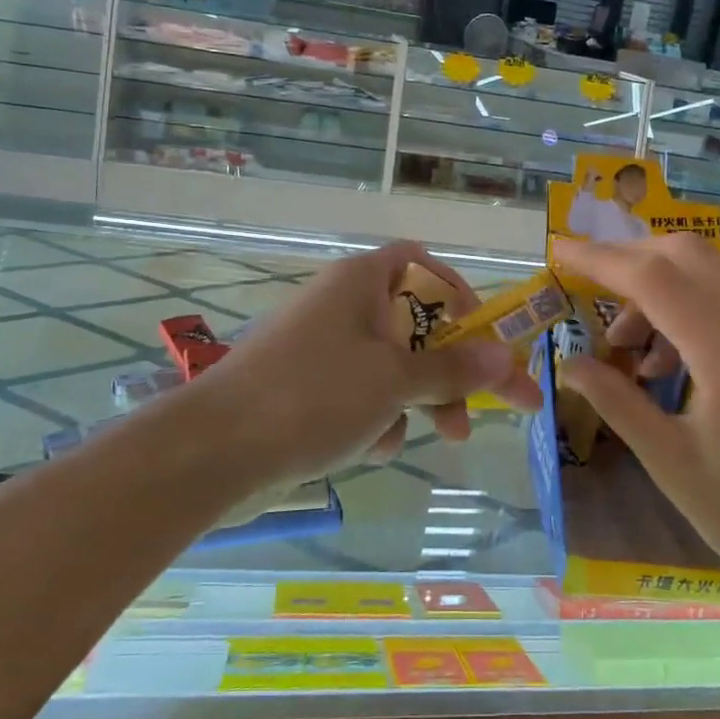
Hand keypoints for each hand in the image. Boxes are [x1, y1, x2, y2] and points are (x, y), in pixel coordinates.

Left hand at [180, 242, 541, 488]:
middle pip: (417, 327)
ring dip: (416, 402)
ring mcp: (324, 349)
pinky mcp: (308, 389)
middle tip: (487, 410)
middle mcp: (343, 306)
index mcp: (361, 282)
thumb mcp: (394, 381)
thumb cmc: (313, 396)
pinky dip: (376, 419)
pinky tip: (369, 448)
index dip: (459, 296)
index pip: (423, 266)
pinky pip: (362, 395)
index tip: (483, 339)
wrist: (214, 452)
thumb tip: (505, 356)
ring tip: (428, 439)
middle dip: (451, 371)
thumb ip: (453, 369)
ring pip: (393, 368)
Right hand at [552, 233, 719, 591]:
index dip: (602, 259)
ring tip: (628, 350)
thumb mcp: (668, 460)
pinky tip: (671, 363)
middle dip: (631, 258)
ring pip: (711, 275)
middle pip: (688, 254)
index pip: (655, 279)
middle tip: (589, 287)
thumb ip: (614, 400)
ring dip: (660, 289)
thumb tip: (568, 363)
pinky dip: (689, 310)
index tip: (561, 251)